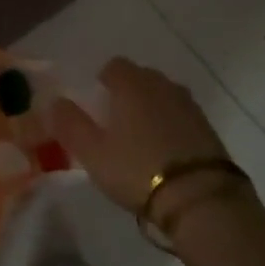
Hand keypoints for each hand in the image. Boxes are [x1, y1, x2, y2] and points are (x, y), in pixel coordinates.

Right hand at [52, 57, 243, 230]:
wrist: (201, 199)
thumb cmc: (137, 169)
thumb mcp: (92, 152)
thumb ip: (70, 124)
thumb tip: (55, 102)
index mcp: (132, 84)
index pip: (114, 66)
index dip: (103, 81)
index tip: (97, 103)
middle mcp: (162, 86)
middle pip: (141, 78)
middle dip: (128, 92)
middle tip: (116, 122)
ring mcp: (189, 106)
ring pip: (163, 96)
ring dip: (152, 108)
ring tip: (140, 137)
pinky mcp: (209, 129)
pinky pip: (182, 116)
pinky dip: (171, 125)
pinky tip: (165, 151)